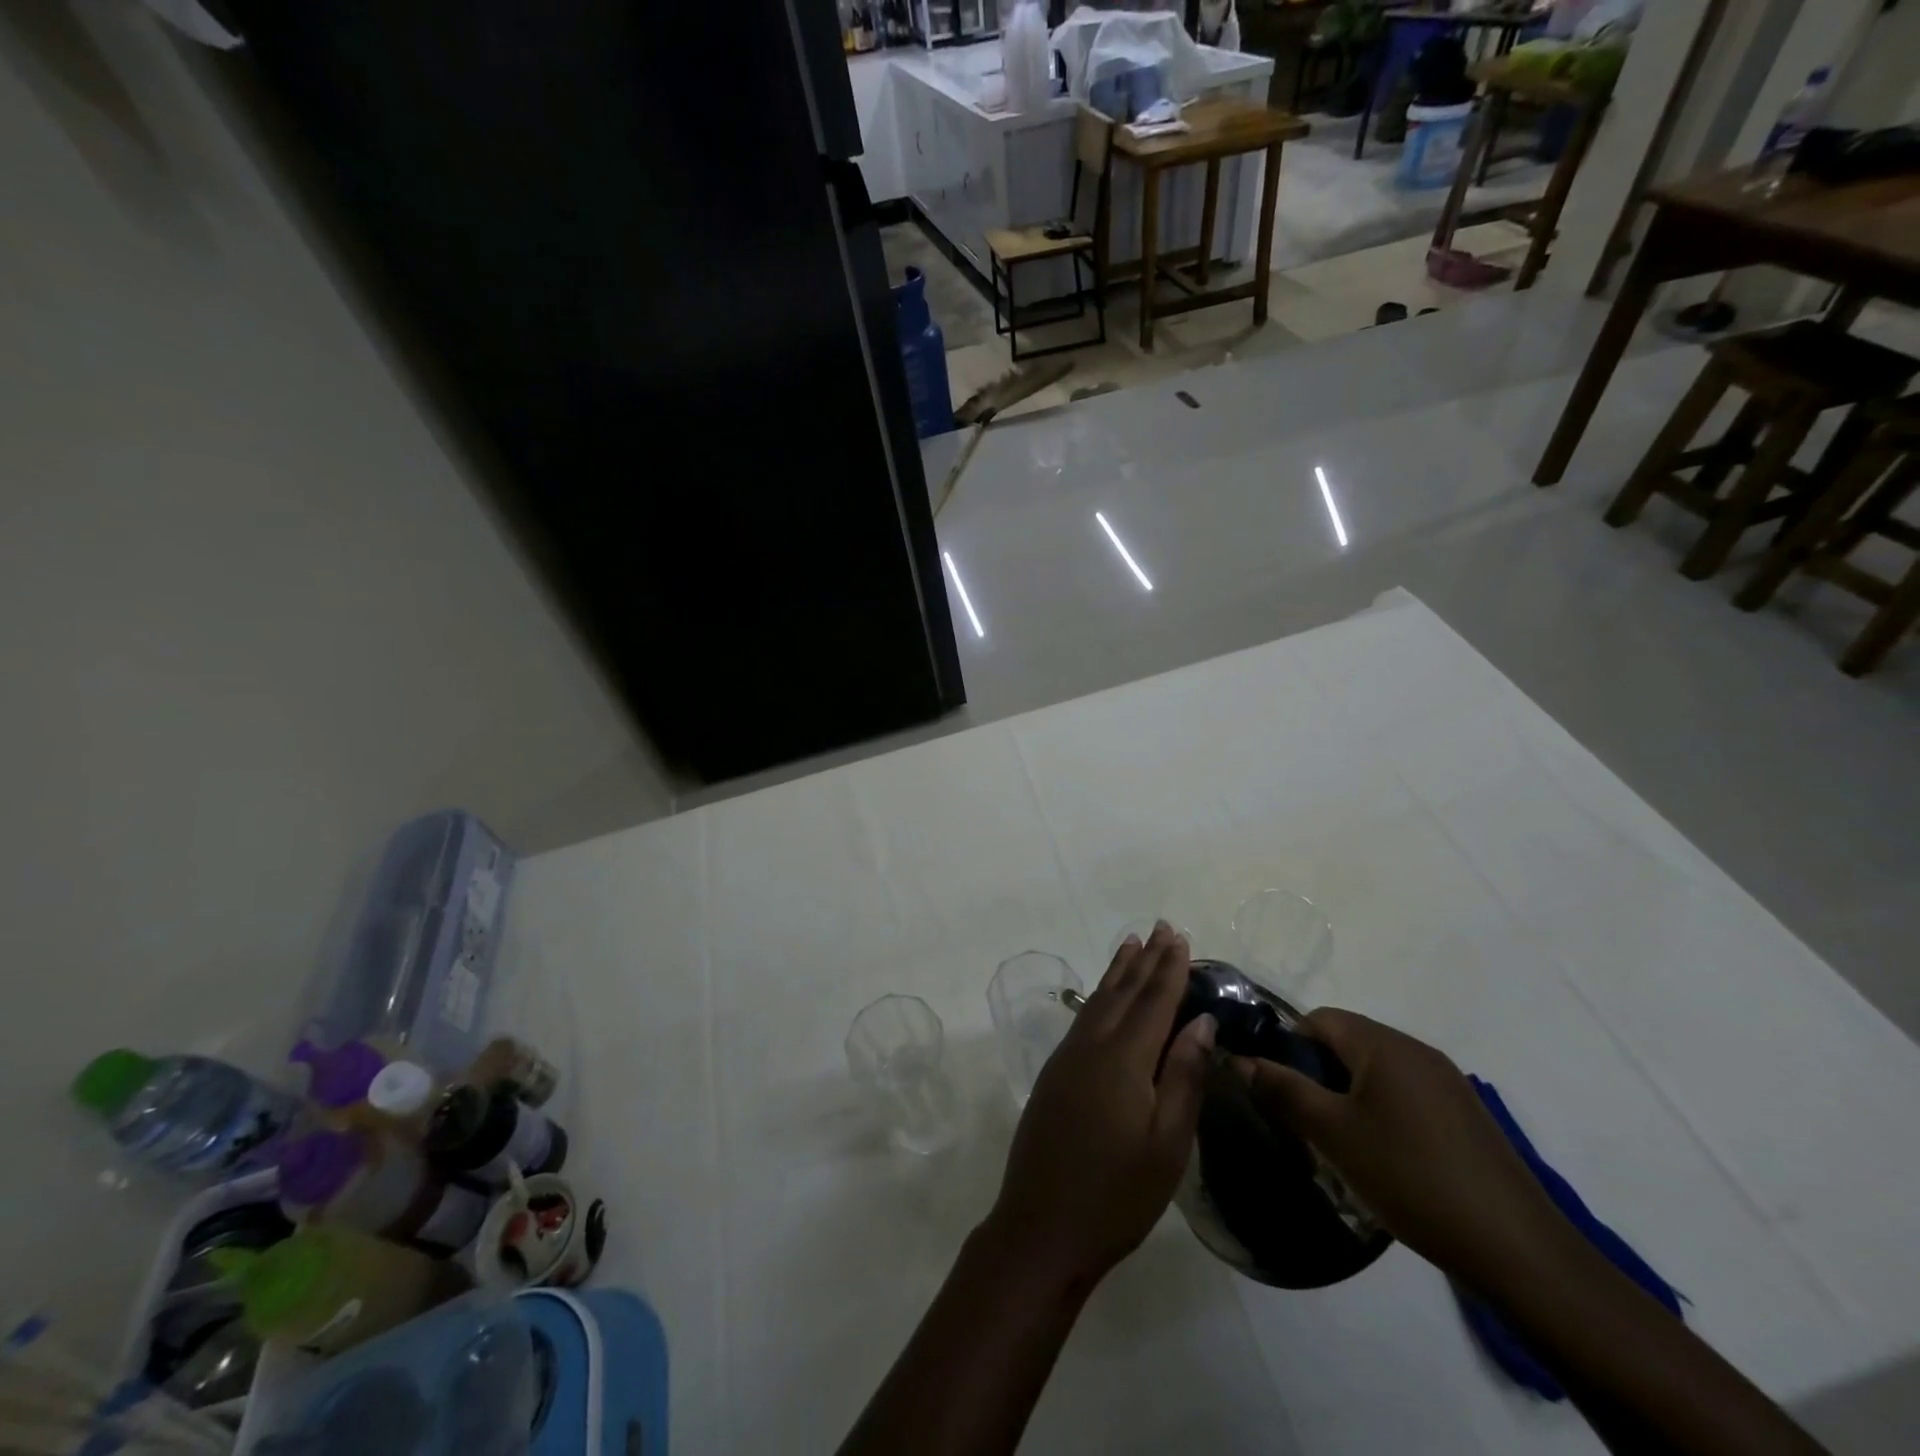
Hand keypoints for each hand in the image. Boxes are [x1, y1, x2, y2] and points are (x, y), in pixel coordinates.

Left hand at [983, 922, 1215, 1293]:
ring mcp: (1067, 1057)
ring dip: (1118, 971)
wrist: (1041, 1226)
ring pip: (1099, 1000)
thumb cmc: (1117, 1194)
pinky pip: (1084, 1017)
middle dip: (1145, 959)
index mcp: (1123, 1059)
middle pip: (1123, 992)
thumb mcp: (1167, 1144)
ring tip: (1131, 943)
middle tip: (1160, 927)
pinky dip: (1099, 995)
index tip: (1180, 938)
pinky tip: (1104, 995)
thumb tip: (1201, 1021)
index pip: (1153, 1001)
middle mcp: (1092, 1045)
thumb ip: (1183, 1076)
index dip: (1169, 969)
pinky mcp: (1054, 1072)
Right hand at [1237, 1008, 1573, 1300]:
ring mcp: (1448, 1083)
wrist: (1519, 1250)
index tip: (1279, 1089)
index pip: (1319, 1019)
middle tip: (1304, 1121)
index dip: (1289, 1046)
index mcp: (1384, 1044)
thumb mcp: (1333, 1134)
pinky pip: (1406, 1096)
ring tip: (1340, 1144)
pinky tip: (1385, 1160)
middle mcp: (1417, 1051)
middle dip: (1318, 1074)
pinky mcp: (1466, 1117)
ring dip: (1349, 1096)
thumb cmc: (1411, 1177)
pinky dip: (1383, 1113)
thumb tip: (1240, 1059)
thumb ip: (1283, 1090)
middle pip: (1348, 1043)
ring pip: (1377, 1072)